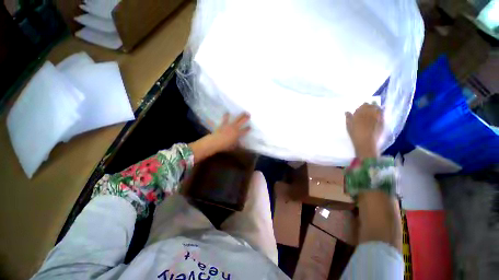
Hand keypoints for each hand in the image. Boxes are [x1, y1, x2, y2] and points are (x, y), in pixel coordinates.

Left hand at [211, 113, 250, 151]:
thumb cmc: (225, 145)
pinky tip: (227, 112)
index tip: (250, 127)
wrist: (216, 142)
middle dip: (246, 118)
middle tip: (249, 114)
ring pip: (236, 119)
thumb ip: (237, 144)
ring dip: (240, 115)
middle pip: (242, 122)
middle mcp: (235, 128)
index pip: (244, 130)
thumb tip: (239, 143)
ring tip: (243, 112)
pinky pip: (225, 119)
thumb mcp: (233, 146)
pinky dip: (226, 115)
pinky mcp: (223, 124)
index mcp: (238, 134)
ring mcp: (229, 125)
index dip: (248, 129)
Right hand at [345, 103, 382, 158]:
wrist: (366, 142)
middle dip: (370, 106)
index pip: (364, 104)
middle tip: (368, 109)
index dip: (363, 106)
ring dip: (376, 109)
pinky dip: (381, 113)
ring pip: (379, 109)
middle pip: (372, 105)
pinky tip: (379, 116)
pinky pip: (383, 114)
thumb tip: (347, 111)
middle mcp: (371, 112)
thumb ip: (348, 117)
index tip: (361, 109)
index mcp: (361, 112)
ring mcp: (378, 116)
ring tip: (374, 111)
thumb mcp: (349, 125)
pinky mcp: (383, 122)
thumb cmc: (355, 133)